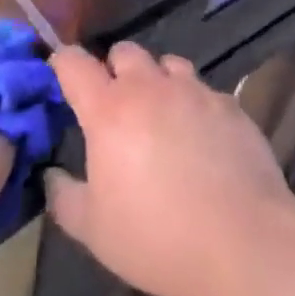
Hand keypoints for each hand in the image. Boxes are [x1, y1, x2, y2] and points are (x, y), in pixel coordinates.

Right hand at [46, 41, 294, 295]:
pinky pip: (205, 91)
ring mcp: (195, 92)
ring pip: (169, 64)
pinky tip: (203, 140)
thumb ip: (64, 196)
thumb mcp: (93, 230)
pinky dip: (195, 105)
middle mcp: (151, 88)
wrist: (242, 244)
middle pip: (125, 51)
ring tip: (162, 116)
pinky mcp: (231, 106)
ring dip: (158, 81)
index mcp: (109, 110)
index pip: (74, 63)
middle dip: (114, 69)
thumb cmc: (156, 237)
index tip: (60, 74)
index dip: (63, 63)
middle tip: (115, 105)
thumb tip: (52, 175)